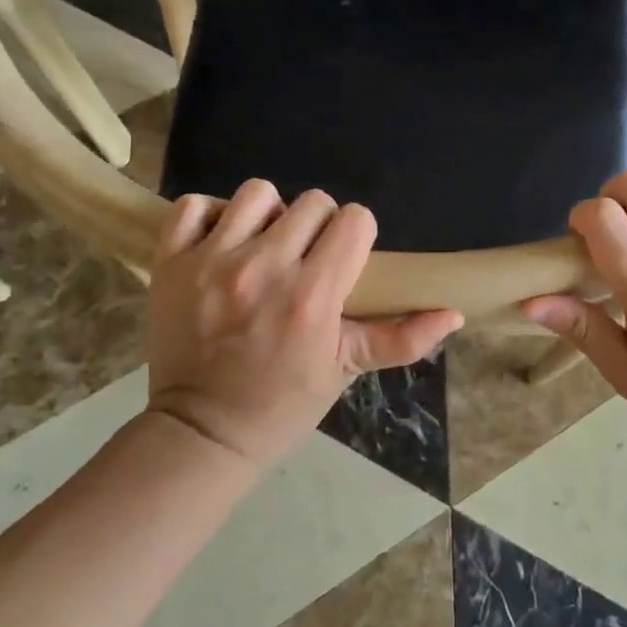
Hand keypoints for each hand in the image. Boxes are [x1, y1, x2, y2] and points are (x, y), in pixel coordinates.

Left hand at [146, 180, 463, 468]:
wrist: (202, 433)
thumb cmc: (283, 403)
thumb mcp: (346, 370)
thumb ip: (402, 339)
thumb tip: (454, 314)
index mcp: (313, 295)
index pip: (354, 220)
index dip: (356, 235)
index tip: (345, 258)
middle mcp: (264, 267)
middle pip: (312, 202)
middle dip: (318, 226)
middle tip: (306, 259)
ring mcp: (212, 261)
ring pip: (257, 193)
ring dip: (268, 215)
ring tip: (263, 247)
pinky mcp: (172, 262)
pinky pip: (193, 205)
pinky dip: (208, 217)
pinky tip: (220, 242)